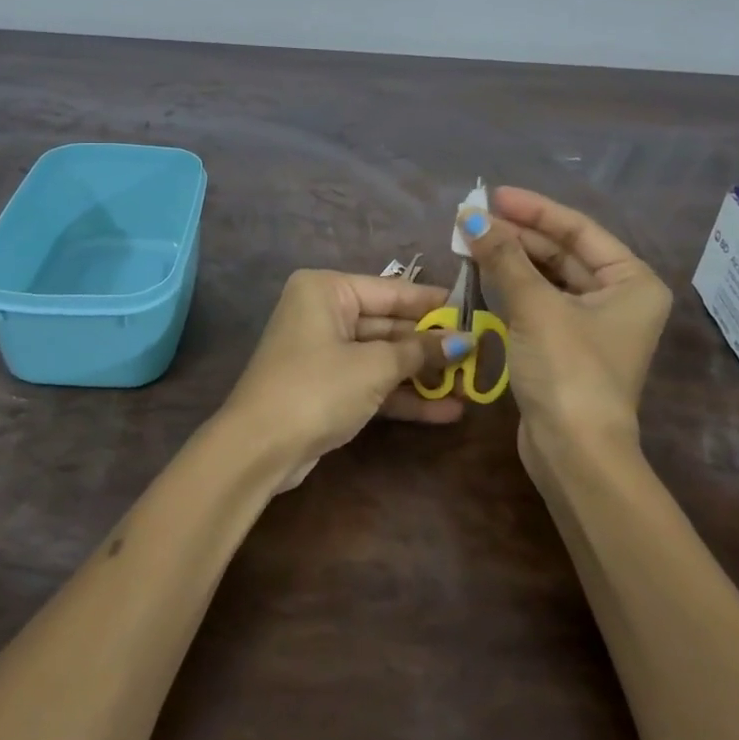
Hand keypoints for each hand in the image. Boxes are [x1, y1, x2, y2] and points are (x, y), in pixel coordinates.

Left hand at [219, 269, 473, 488]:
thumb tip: (464, 341)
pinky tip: (446, 411)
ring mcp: (324, 352)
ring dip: (423, 374)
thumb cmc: (317, 388)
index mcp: (327, 290)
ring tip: (470, 386)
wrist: (259, 448)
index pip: (392, 291)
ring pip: (383, 357)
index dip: (434, 304)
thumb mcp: (374, 366)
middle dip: (431, 345)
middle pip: (389, 324)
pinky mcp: (328, 388)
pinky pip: (372, 382)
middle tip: (479, 354)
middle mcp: (324, 313)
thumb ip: (420, 351)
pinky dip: (403, 395)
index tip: (474, 312)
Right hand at [457, 186, 671, 461]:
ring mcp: (592, 324)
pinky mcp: (566, 346)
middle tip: (473, 218)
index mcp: (632, 281)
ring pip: (547, 278)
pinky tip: (482, 272)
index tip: (494, 195)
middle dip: (518, 235)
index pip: (579, 230)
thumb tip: (470, 217)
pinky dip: (512, 287)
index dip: (534, 210)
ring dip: (511, 259)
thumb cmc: (568, 369)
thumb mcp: (536, 306)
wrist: (574, 452)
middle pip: (563, 252)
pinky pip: (538, 302)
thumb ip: (504, 257)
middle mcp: (618, 298)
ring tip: (471, 239)